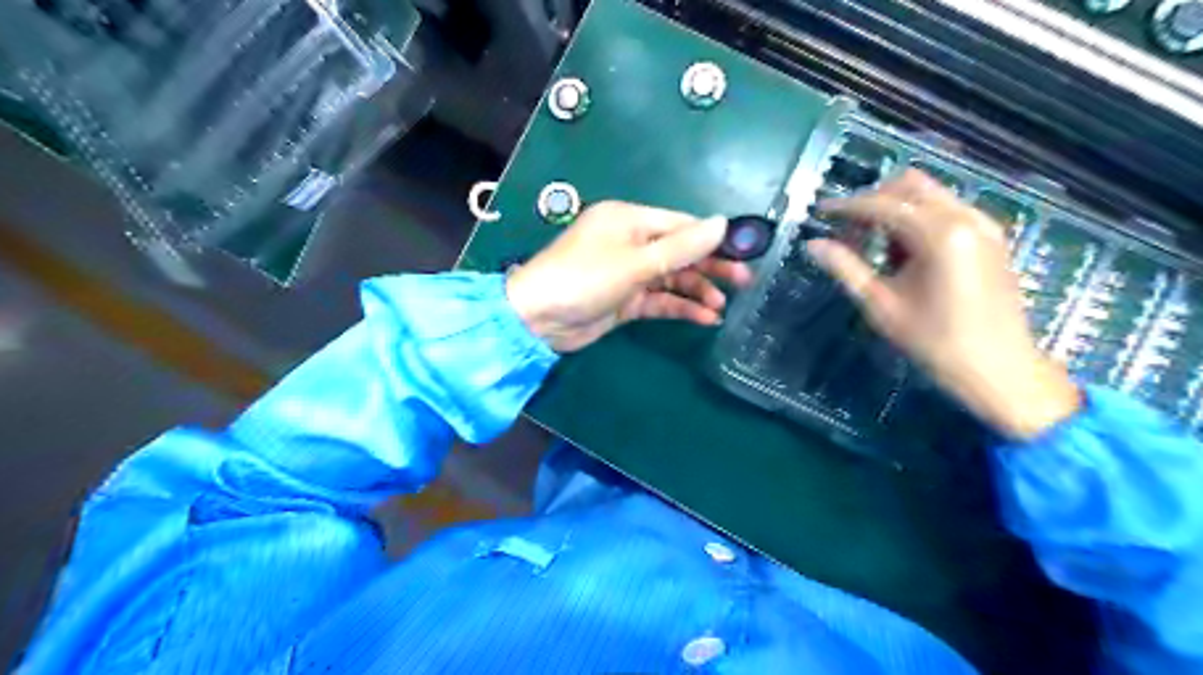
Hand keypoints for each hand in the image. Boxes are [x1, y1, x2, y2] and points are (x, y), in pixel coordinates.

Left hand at [503, 201, 747, 351]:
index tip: (744, 252)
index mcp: (630, 220)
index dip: (713, 238)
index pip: (681, 225)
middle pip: (680, 251)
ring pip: (672, 278)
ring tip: (722, 307)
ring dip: (696, 290)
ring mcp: (628, 273)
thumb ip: (681, 247)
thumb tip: (724, 223)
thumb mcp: (636, 262)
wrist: (538, 319)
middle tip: (744, 281)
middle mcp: (631, 242)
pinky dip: (680, 307)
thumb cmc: (585, 278)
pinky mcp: (625, 300)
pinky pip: (659, 299)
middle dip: (710, 266)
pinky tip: (704, 318)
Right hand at [806, 169, 1081, 437]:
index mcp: (940, 234)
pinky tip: (904, 252)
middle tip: (846, 228)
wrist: (999, 369)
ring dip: (896, 208)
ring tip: (872, 244)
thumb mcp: (882, 305)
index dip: (847, 206)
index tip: (819, 213)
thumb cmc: (935, 342)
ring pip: (930, 194)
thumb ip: (846, 268)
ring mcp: (984, 223)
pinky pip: (947, 209)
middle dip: (873, 200)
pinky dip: (918, 218)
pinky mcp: (991, 235)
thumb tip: (812, 245)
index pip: (883, 204)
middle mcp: (965, 217)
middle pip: (909, 185)